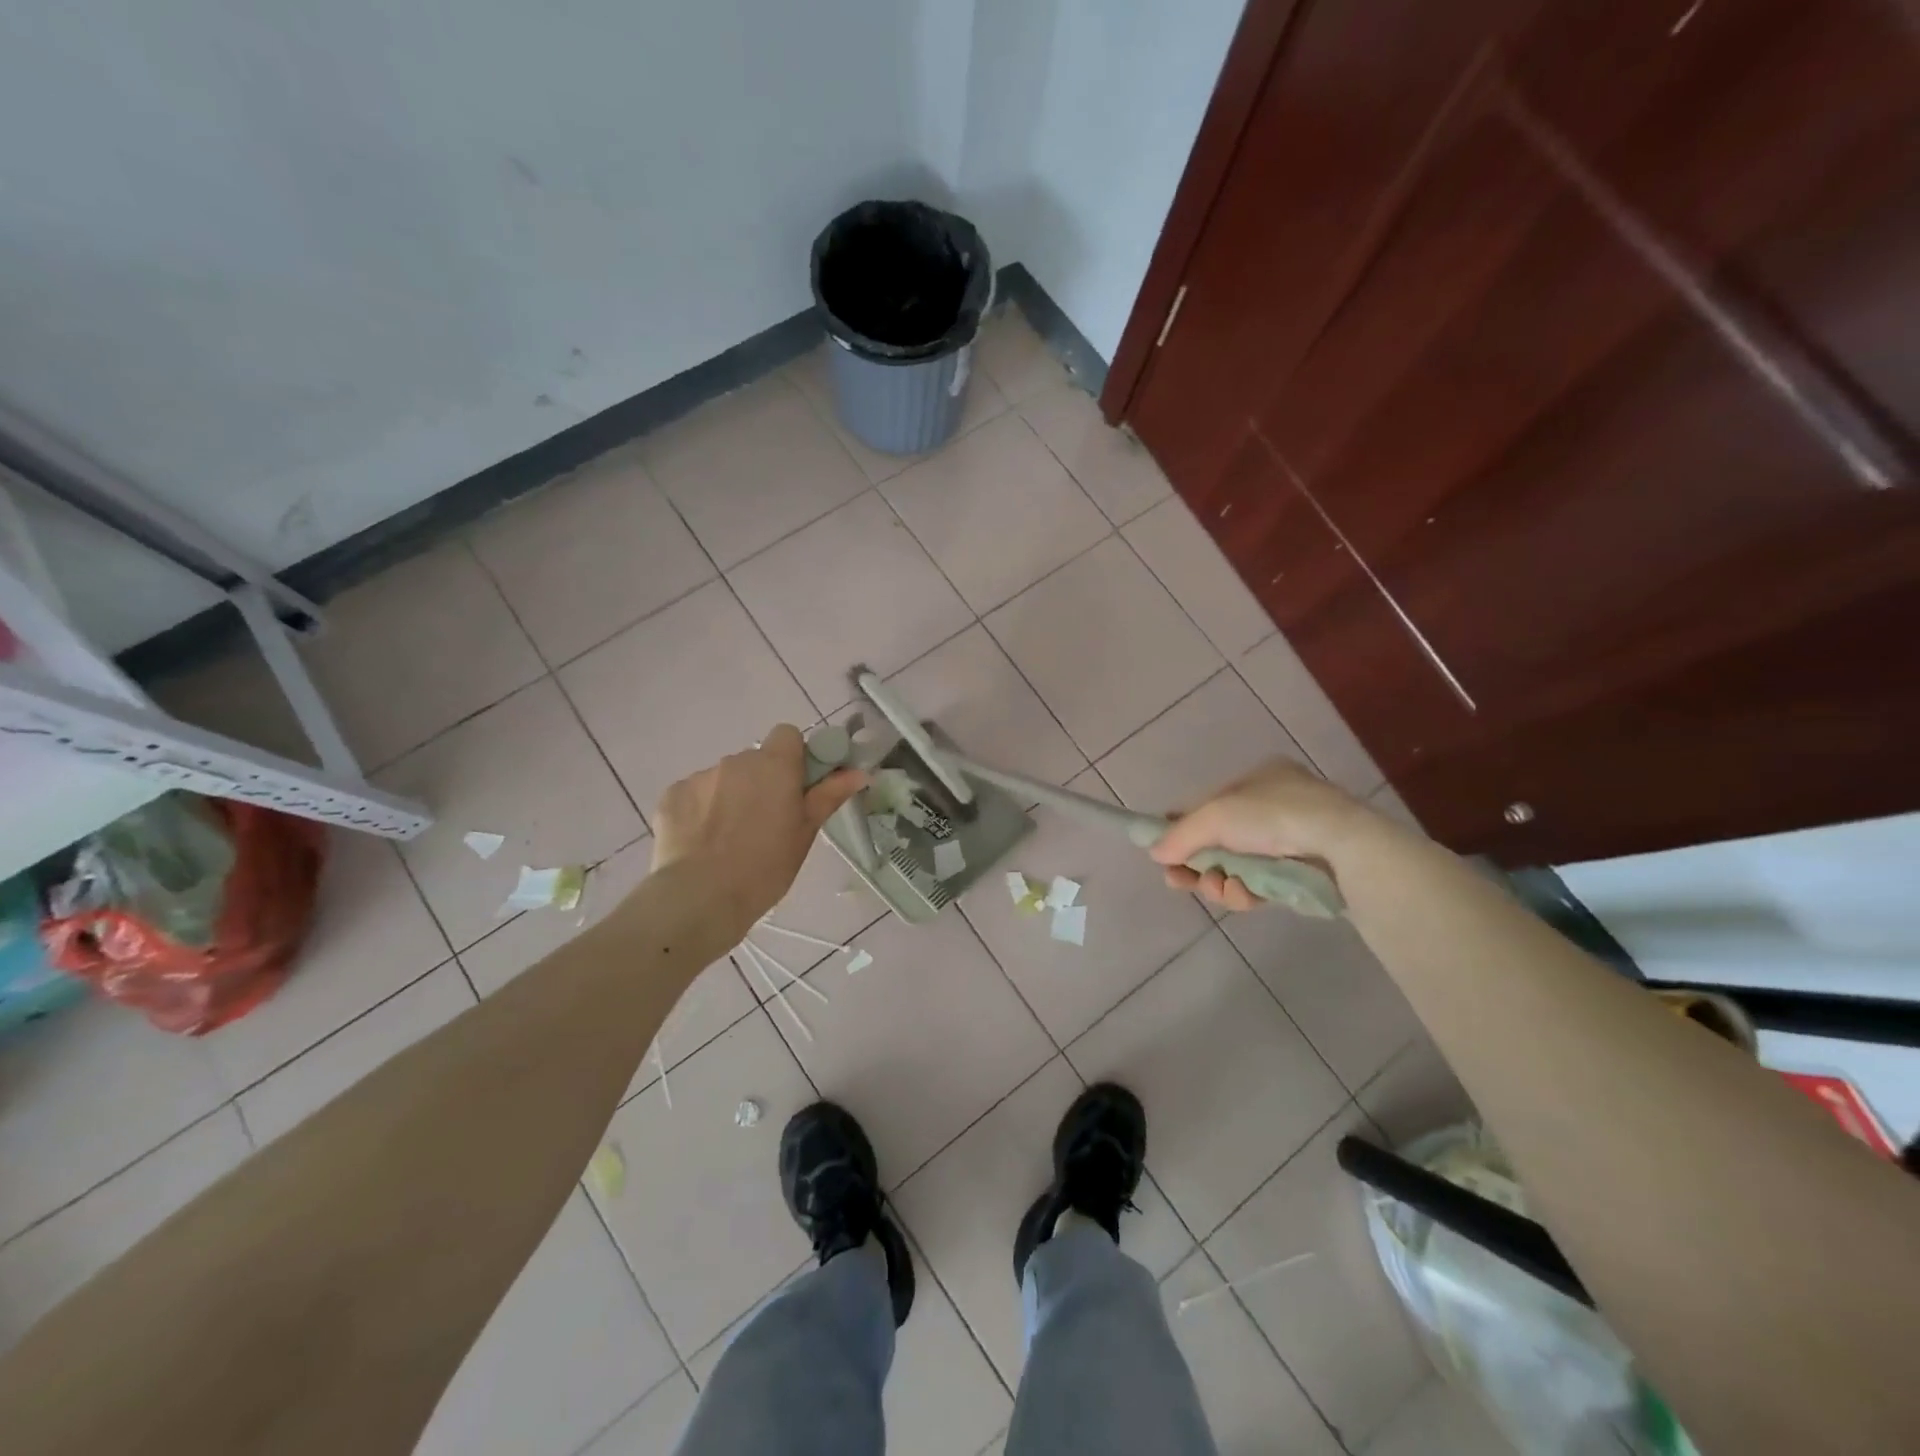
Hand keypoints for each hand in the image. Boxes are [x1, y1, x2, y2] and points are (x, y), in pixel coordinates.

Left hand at [651, 725, 864, 943]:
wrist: (700, 898)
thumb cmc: (765, 867)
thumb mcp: (805, 833)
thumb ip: (829, 795)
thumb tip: (859, 772)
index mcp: (774, 766)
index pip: (787, 735)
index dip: (794, 757)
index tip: (796, 788)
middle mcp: (736, 761)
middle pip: (755, 761)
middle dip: (762, 782)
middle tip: (766, 823)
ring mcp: (701, 776)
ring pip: (725, 778)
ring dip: (731, 797)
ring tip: (730, 840)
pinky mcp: (672, 795)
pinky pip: (695, 795)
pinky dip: (701, 811)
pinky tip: (702, 844)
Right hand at [1149, 759, 1381, 911]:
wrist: (1342, 850)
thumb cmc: (1274, 817)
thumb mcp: (1216, 816)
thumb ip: (1180, 834)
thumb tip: (1154, 853)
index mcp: (1258, 779)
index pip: (1208, 804)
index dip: (1182, 827)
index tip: (1162, 851)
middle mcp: (1273, 807)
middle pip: (1218, 840)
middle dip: (1196, 863)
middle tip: (1177, 882)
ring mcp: (1290, 843)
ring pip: (1237, 867)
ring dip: (1218, 881)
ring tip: (1217, 889)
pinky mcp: (1300, 876)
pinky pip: (1260, 886)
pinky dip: (1245, 893)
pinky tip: (1242, 896)